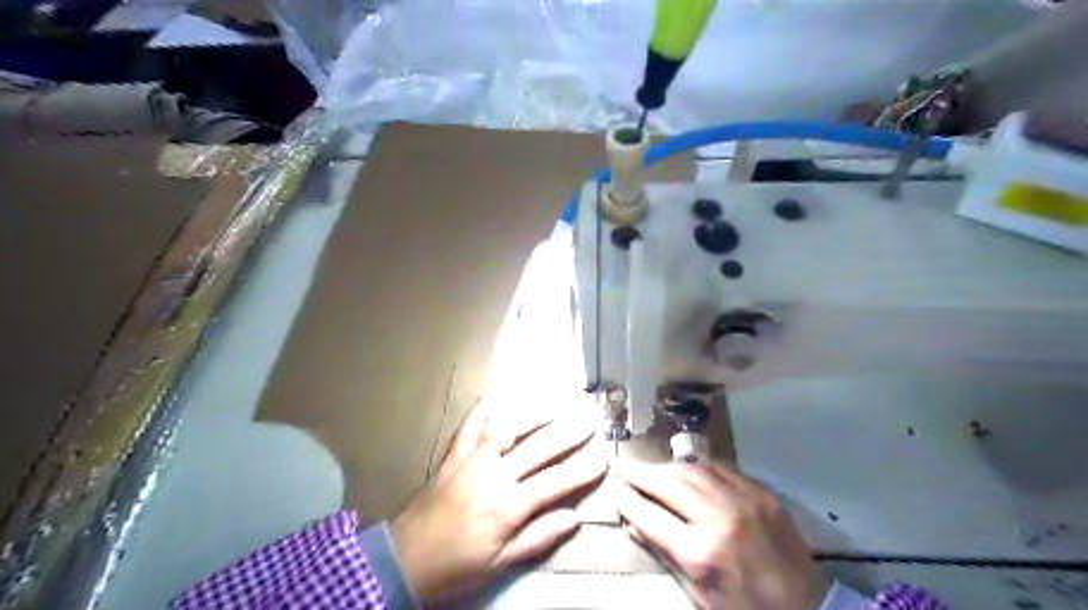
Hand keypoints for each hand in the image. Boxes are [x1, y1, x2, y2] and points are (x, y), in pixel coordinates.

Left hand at [388, 398, 602, 602]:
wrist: (404, 560)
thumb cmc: (456, 567)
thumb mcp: (500, 563)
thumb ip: (537, 538)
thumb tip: (573, 519)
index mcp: (508, 506)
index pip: (554, 483)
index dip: (581, 472)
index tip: (602, 460)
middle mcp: (493, 476)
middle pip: (538, 449)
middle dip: (567, 433)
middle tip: (589, 419)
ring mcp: (471, 460)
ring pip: (507, 428)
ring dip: (533, 413)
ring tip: (555, 401)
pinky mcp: (453, 455)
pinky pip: (469, 426)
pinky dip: (484, 409)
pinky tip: (497, 394)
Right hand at [611, 461, 825, 609]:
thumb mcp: (699, 595)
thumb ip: (665, 554)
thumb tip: (634, 525)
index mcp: (701, 552)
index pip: (649, 515)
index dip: (627, 499)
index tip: (614, 489)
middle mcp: (719, 517)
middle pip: (668, 483)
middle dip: (640, 474)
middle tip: (623, 468)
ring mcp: (743, 499)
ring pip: (692, 469)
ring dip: (665, 467)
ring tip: (651, 468)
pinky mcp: (761, 492)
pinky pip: (720, 468)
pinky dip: (696, 467)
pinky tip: (686, 470)